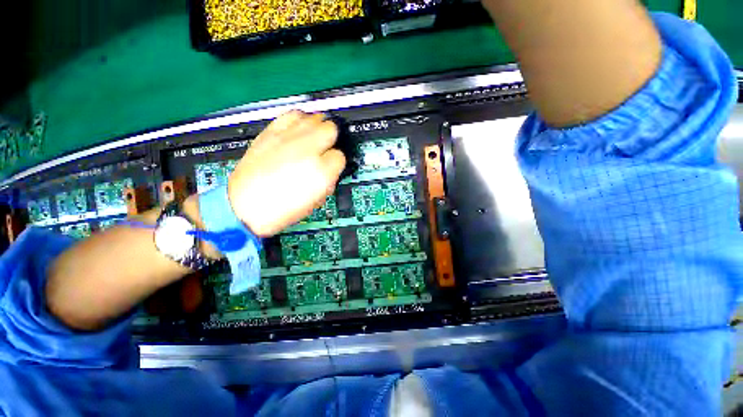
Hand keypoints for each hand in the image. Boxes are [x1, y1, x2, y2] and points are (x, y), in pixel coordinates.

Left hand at [227, 111, 345, 236]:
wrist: (245, 206)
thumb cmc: (283, 209)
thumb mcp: (316, 202)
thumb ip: (329, 180)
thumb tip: (332, 167)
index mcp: (321, 172)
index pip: (340, 156)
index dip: (336, 162)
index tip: (330, 166)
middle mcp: (307, 150)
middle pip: (330, 129)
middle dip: (331, 139)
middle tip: (325, 149)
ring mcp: (288, 138)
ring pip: (313, 117)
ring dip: (317, 127)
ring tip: (313, 138)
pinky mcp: (270, 133)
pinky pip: (291, 115)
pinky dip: (299, 120)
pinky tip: (297, 130)